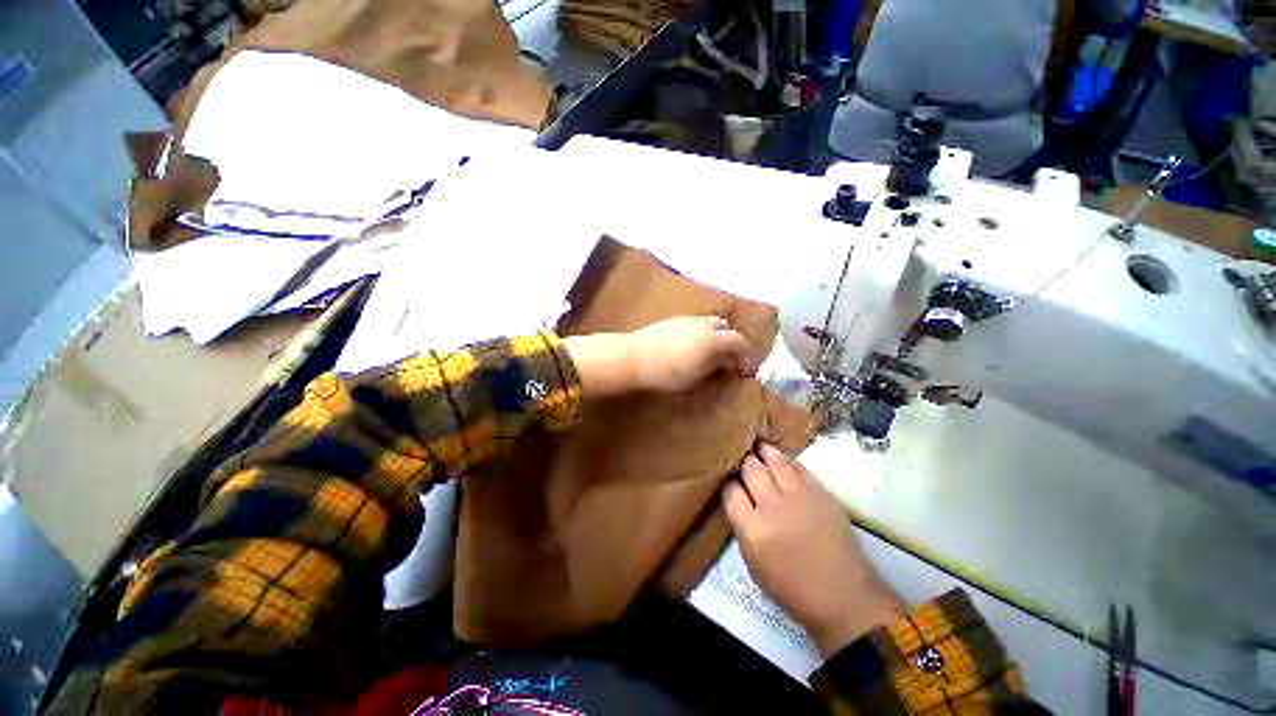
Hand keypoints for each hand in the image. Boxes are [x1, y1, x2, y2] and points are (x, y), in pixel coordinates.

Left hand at [564, 316, 760, 396]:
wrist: (632, 357)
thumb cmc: (666, 372)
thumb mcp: (695, 376)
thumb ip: (714, 366)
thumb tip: (726, 362)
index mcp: (713, 337)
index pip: (739, 342)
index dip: (746, 357)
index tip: (746, 372)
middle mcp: (703, 323)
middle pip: (726, 327)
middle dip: (732, 342)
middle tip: (731, 361)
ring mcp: (686, 319)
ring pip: (709, 324)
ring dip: (716, 337)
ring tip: (712, 356)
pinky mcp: (671, 321)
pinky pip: (695, 325)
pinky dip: (702, 335)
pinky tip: (693, 350)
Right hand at [723, 443, 903, 657]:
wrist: (837, 589)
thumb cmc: (791, 590)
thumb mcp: (754, 567)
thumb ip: (747, 534)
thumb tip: (746, 513)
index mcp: (752, 529)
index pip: (732, 494)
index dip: (729, 485)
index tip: (729, 482)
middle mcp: (773, 506)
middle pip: (754, 472)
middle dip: (746, 463)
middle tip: (742, 453)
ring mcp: (801, 496)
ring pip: (779, 464)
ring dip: (768, 454)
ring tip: (761, 445)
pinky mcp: (823, 493)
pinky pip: (803, 470)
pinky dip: (791, 464)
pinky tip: (787, 461)